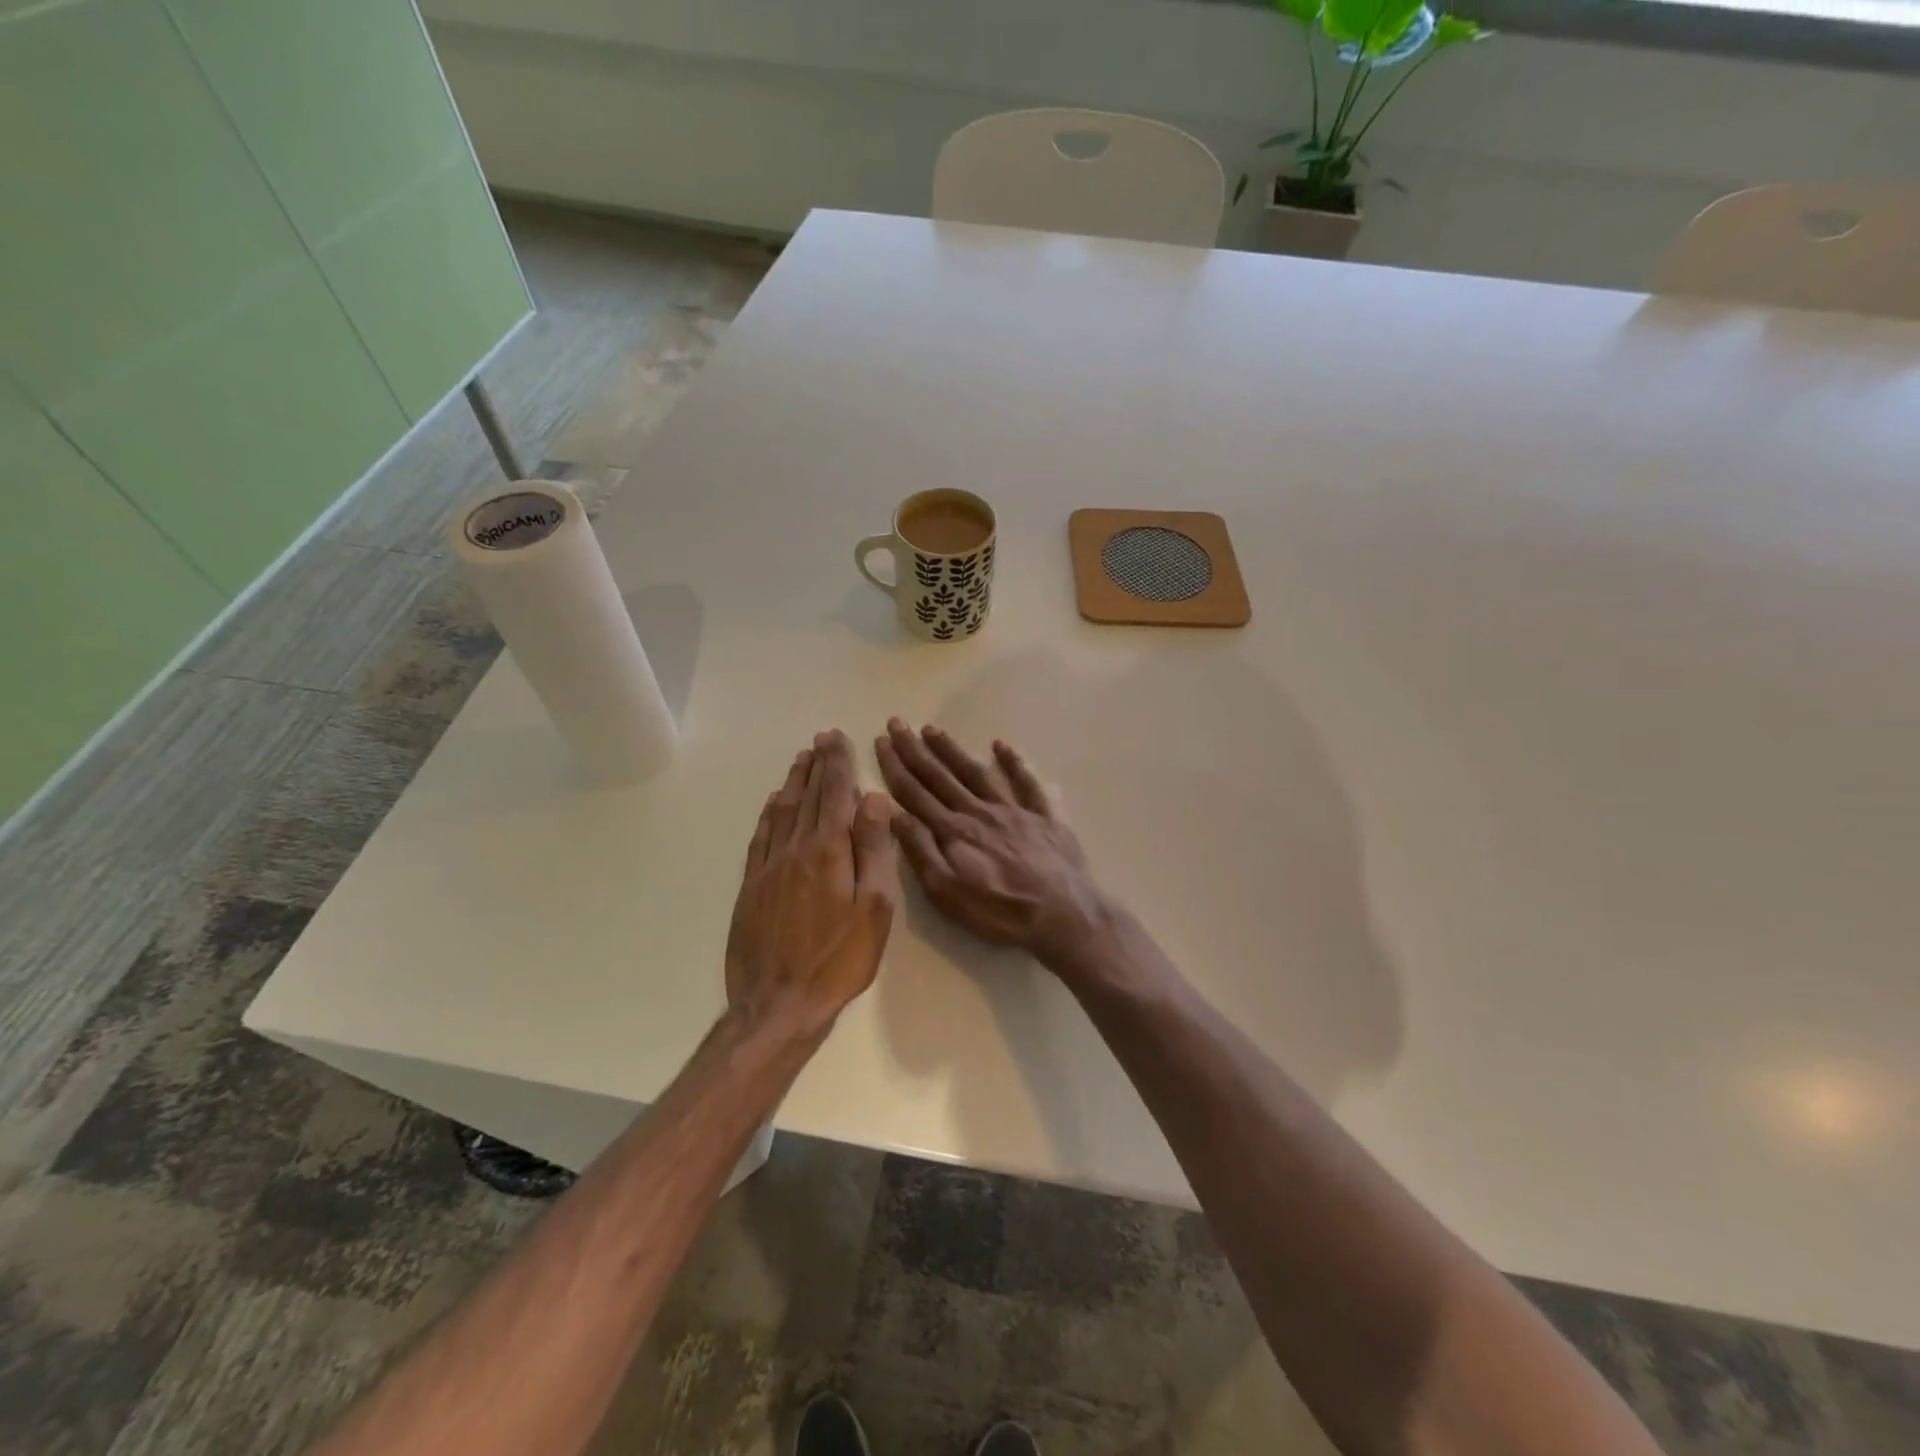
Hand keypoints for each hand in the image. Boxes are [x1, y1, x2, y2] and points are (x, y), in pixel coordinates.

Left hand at [725, 731, 899, 1035]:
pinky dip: (769, 813)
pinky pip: (760, 836)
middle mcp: (795, 848)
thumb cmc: (839, 958)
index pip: (834, 794)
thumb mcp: (874, 908)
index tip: (838, 738)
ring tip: (801, 760)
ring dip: (793, 782)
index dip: (837, 764)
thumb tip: (872, 800)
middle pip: (807, 796)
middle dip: (817, 764)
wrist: (778, 1003)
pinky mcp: (750, 886)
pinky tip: (772, 804)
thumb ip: (874, 850)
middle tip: (822, 738)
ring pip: (781, 811)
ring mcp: (768, 866)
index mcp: (829, 850)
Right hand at [875, 718, 1110, 970]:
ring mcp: (1013, 810)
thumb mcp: (947, 892)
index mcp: (954, 831)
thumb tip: (893, 813)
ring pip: (976, 772)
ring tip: (932, 729)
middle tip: (898, 722)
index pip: (915, 793)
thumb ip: (920, 851)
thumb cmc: (1000, 911)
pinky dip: (1013, 762)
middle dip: (915, 749)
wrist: (1063, 914)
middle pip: (941, 776)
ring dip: (952, 750)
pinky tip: (1000, 745)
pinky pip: (1026, 782)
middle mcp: (979, 811)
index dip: (896, 766)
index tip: (881, 741)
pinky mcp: (1042, 816)